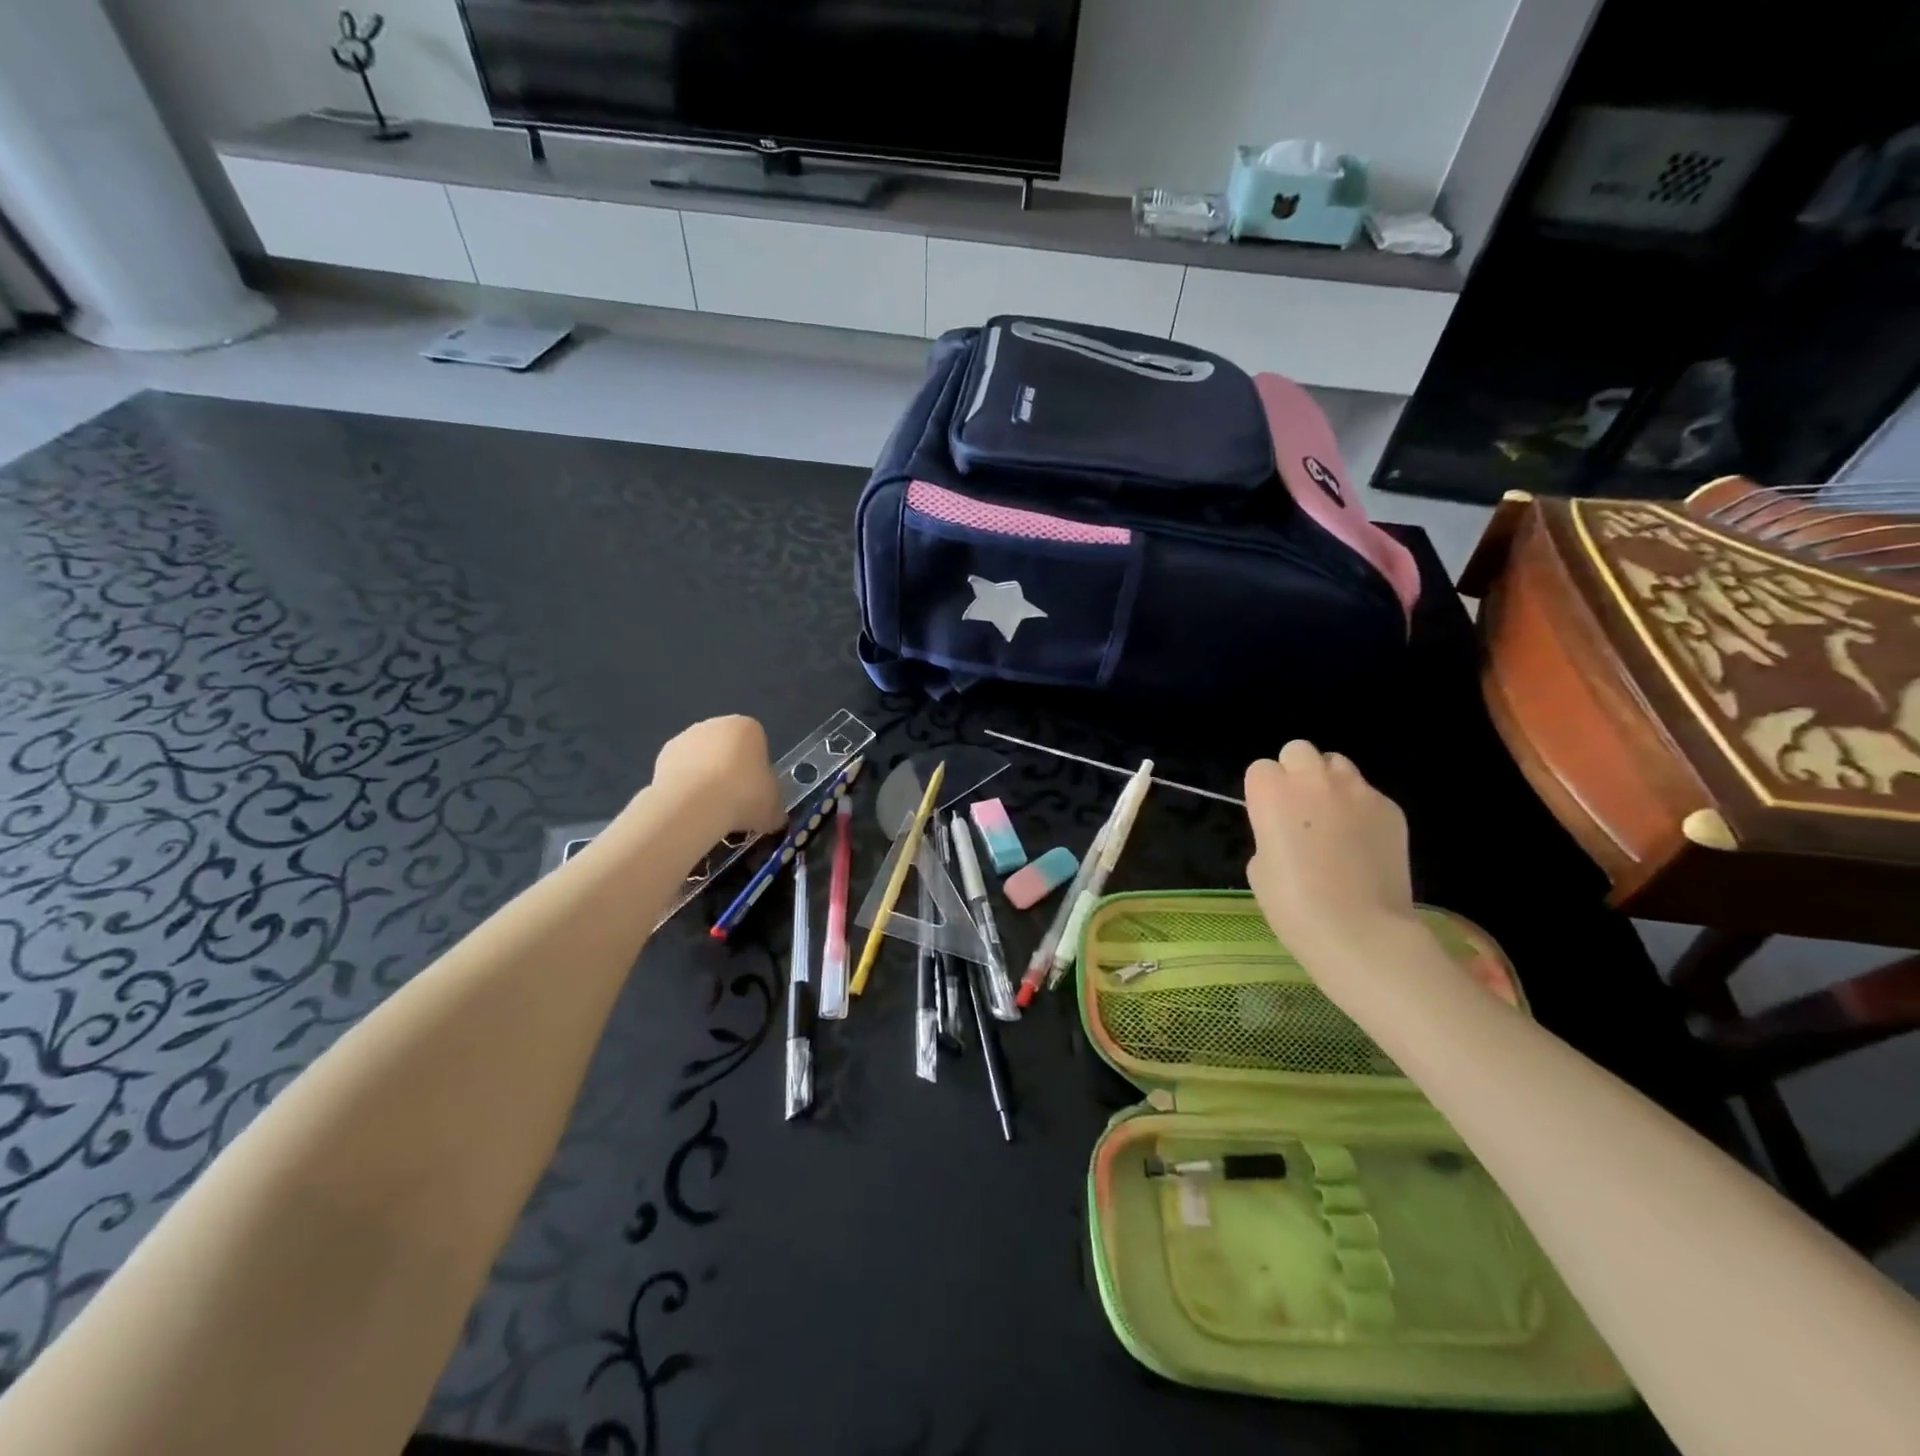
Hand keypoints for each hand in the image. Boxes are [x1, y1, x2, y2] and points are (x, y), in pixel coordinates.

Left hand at [650, 716, 785, 838]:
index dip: (757, 771)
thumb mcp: (774, 808)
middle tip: (734, 803)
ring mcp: (686, 737)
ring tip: (710, 810)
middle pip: (728, 749)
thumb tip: (773, 817)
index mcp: (748, 727)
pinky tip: (690, 807)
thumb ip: (775, 807)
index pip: (758, 746)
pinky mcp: (662, 755)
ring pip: (702, 759)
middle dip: (730, 771)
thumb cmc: (744, 796)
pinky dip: (685, 786)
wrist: (695, 805)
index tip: (755, 793)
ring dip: (706, 778)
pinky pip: (681, 771)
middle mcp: (716, 724)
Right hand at [1243, 741, 1414, 969]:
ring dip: (1330, 784)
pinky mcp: (1390, 808)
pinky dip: (1362, 811)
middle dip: (1297, 773)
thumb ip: (1271, 832)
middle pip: (1299, 751)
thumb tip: (1290, 830)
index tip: (1269, 818)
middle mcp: (1313, 779)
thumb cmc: (1293, 904)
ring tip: (1335, 821)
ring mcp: (1357, 790)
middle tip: (1301, 810)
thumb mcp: (1260, 865)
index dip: (1264, 792)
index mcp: (1271, 792)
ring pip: (1338, 765)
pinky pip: (1369, 796)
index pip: (1261, 768)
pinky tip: (1363, 845)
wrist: (1359, 930)